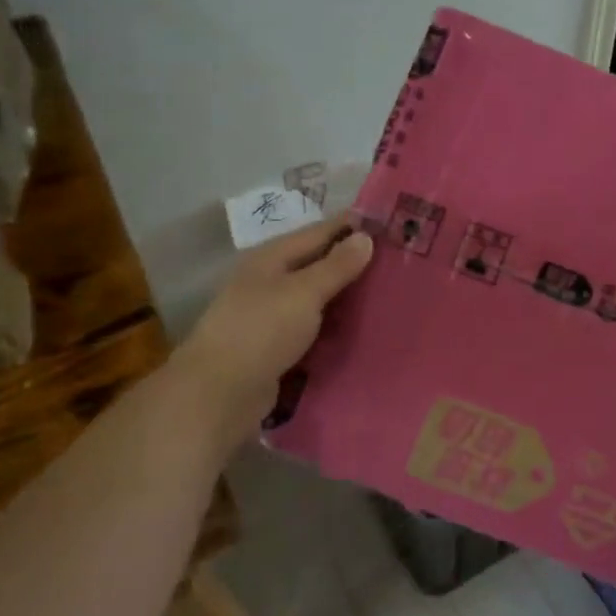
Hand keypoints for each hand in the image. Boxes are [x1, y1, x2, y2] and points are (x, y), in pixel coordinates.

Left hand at [175, 219, 374, 431]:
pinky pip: (312, 325)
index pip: (318, 232)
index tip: (388, 223)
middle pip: (317, 263)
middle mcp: (269, 281)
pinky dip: (334, 324)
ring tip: (385, 293)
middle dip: (352, 262)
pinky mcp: (275, 345)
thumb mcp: (304, 292)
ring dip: (345, 295)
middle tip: (395, 261)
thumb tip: (365, 237)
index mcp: (271, 258)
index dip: (351, 226)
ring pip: (316, 296)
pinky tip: (360, 327)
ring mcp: (270, 314)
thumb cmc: (262, 331)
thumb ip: (336, 266)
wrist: (220, 392)